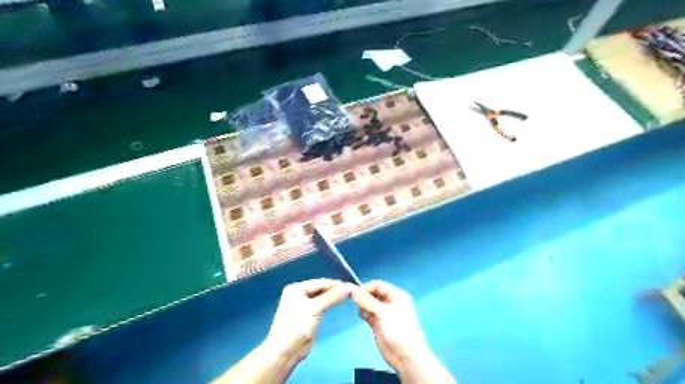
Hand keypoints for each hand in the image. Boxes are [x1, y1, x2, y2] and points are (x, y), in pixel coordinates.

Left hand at [263, 279, 350, 362]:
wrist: (286, 350)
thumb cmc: (297, 325)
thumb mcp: (314, 308)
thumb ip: (331, 297)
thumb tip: (348, 287)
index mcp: (297, 288)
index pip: (320, 282)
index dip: (335, 284)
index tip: (351, 285)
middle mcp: (299, 294)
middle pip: (320, 289)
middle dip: (335, 290)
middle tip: (351, 291)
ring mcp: (303, 305)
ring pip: (322, 297)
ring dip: (333, 297)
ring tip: (348, 296)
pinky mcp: (308, 315)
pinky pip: (321, 305)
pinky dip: (329, 304)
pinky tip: (339, 304)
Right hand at [350, 280, 426, 370]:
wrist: (405, 357)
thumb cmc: (399, 331)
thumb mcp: (384, 313)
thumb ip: (367, 301)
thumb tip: (352, 290)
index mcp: (396, 295)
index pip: (378, 285)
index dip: (367, 287)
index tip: (354, 292)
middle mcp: (389, 302)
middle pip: (372, 293)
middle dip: (363, 296)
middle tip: (353, 301)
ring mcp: (383, 313)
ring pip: (368, 303)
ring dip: (363, 305)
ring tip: (361, 311)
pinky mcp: (377, 323)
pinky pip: (367, 313)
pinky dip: (363, 313)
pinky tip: (363, 317)